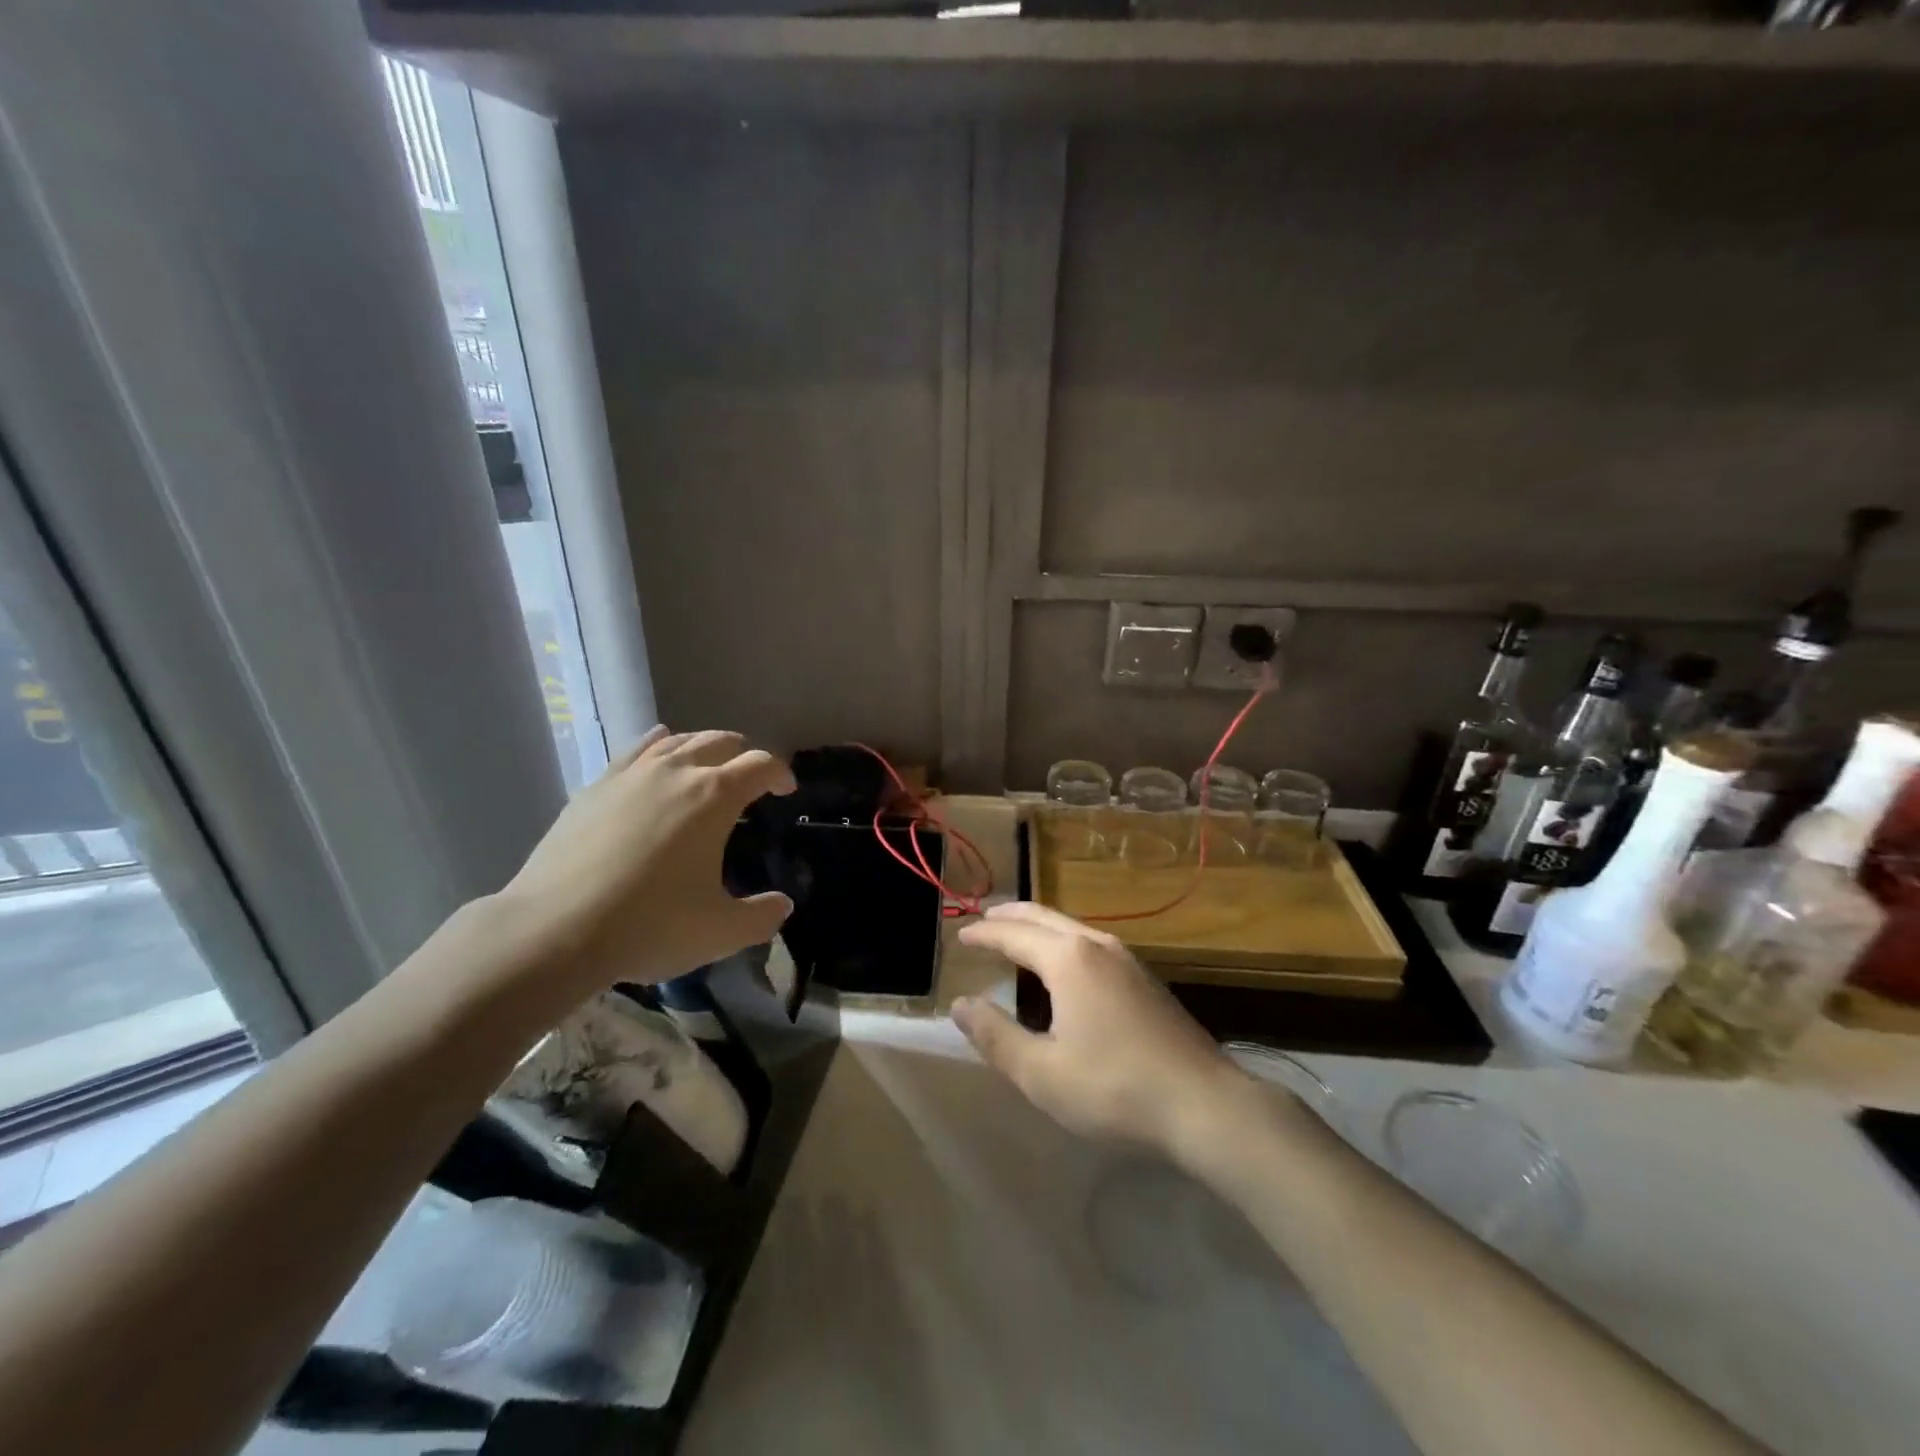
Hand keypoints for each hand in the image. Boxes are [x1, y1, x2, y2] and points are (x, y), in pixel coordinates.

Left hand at [492, 728, 795, 1000]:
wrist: (553, 930)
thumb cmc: (649, 926)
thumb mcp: (720, 931)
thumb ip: (762, 917)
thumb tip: (783, 905)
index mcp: (715, 796)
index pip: (761, 765)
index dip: (781, 773)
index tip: (787, 791)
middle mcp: (677, 772)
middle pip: (721, 742)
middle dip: (744, 755)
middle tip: (750, 780)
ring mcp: (632, 775)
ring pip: (679, 740)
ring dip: (704, 747)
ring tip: (709, 765)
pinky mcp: (596, 786)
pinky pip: (637, 750)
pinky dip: (658, 745)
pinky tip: (659, 750)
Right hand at [951, 902, 1249, 1159]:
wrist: (1205, 1104)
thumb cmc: (1114, 1088)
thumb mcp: (1041, 1073)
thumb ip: (996, 1035)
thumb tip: (961, 1004)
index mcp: (1068, 959)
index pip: (1014, 934)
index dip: (984, 934)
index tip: (960, 934)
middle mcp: (1097, 946)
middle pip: (1045, 917)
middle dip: (1011, 915)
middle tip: (985, 917)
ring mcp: (1127, 960)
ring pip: (1072, 927)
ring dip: (1040, 926)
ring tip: (1019, 934)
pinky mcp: (1146, 980)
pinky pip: (1091, 943)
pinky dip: (1064, 941)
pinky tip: (1065, 964)